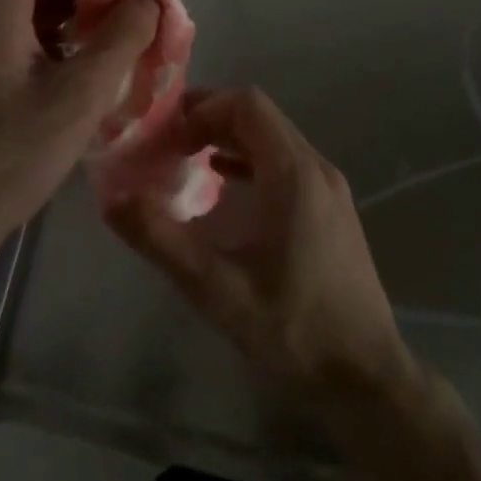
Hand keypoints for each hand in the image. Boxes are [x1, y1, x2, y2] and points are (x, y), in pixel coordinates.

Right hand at [106, 87, 416, 410]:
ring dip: (228, 138)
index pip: (247, 104)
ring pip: (273, 137)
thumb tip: (113, 200)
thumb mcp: (218, 291)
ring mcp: (328, 187)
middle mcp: (316, 167)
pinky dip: (249, 160)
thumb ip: (163, 241)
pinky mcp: (331, 208)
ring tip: (185, 159)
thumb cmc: (295, 329)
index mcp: (294, 174)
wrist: (367, 376)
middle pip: (259, 115)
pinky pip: (285, 162)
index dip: (202, 108)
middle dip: (209, 118)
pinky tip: (221, 185)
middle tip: (166, 144)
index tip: (167, 137)